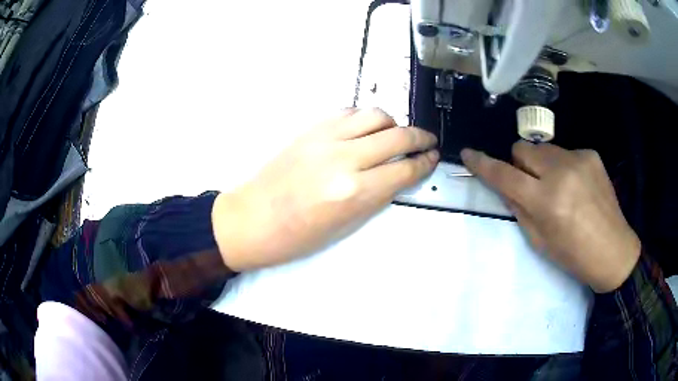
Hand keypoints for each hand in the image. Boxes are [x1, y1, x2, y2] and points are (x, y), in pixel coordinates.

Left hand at [212, 108, 438, 270]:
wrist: (252, 219)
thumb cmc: (297, 236)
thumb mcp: (346, 225)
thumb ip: (376, 196)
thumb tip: (398, 174)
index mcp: (353, 192)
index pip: (403, 170)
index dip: (424, 162)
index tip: (433, 157)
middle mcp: (343, 158)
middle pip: (397, 136)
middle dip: (420, 137)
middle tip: (427, 141)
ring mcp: (324, 138)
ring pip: (374, 115)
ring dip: (393, 123)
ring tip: (395, 134)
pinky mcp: (310, 129)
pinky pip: (348, 112)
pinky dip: (364, 117)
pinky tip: (366, 129)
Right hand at [461, 141, 640, 292]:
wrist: (614, 249)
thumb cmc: (574, 255)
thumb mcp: (540, 241)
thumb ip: (520, 209)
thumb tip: (506, 187)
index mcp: (546, 201)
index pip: (504, 175)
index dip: (483, 164)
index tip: (469, 154)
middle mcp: (560, 172)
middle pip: (522, 149)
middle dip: (520, 165)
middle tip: (532, 185)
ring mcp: (578, 158)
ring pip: (544, 149)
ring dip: (543, 165)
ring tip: (560, 187)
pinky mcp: (590, 154)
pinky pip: (565, 152)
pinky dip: (564, 166)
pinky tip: (578, 185)